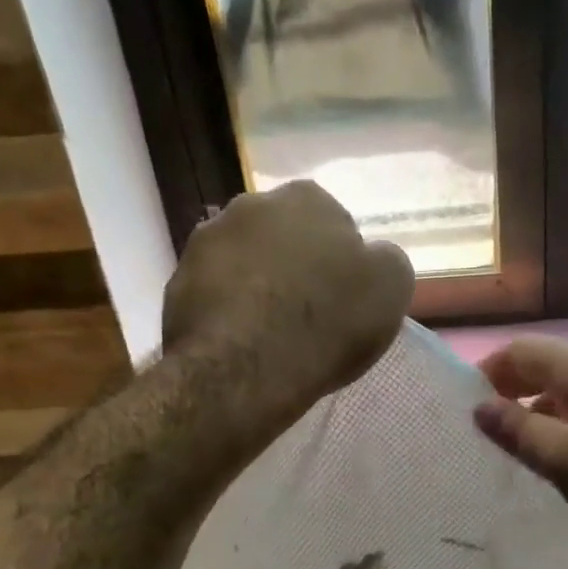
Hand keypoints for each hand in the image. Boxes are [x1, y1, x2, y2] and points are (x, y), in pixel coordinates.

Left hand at [163, 181, 414, 421]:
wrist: (246, 369)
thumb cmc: (328, 324)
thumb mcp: (390, 290)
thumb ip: (385, 261)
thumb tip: (372, 257)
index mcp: (309, 199)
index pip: (334, 222)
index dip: (342, 262)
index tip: (344, 298)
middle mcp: (253, 204)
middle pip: (285, 237)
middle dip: (295, 265)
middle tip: (308, 313)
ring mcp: (207, 239)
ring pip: (245, 260)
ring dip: (257, 284)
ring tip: (270, 332)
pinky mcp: (177, 279)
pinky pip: (214, 290)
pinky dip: (228, 308)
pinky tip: (241, 341)